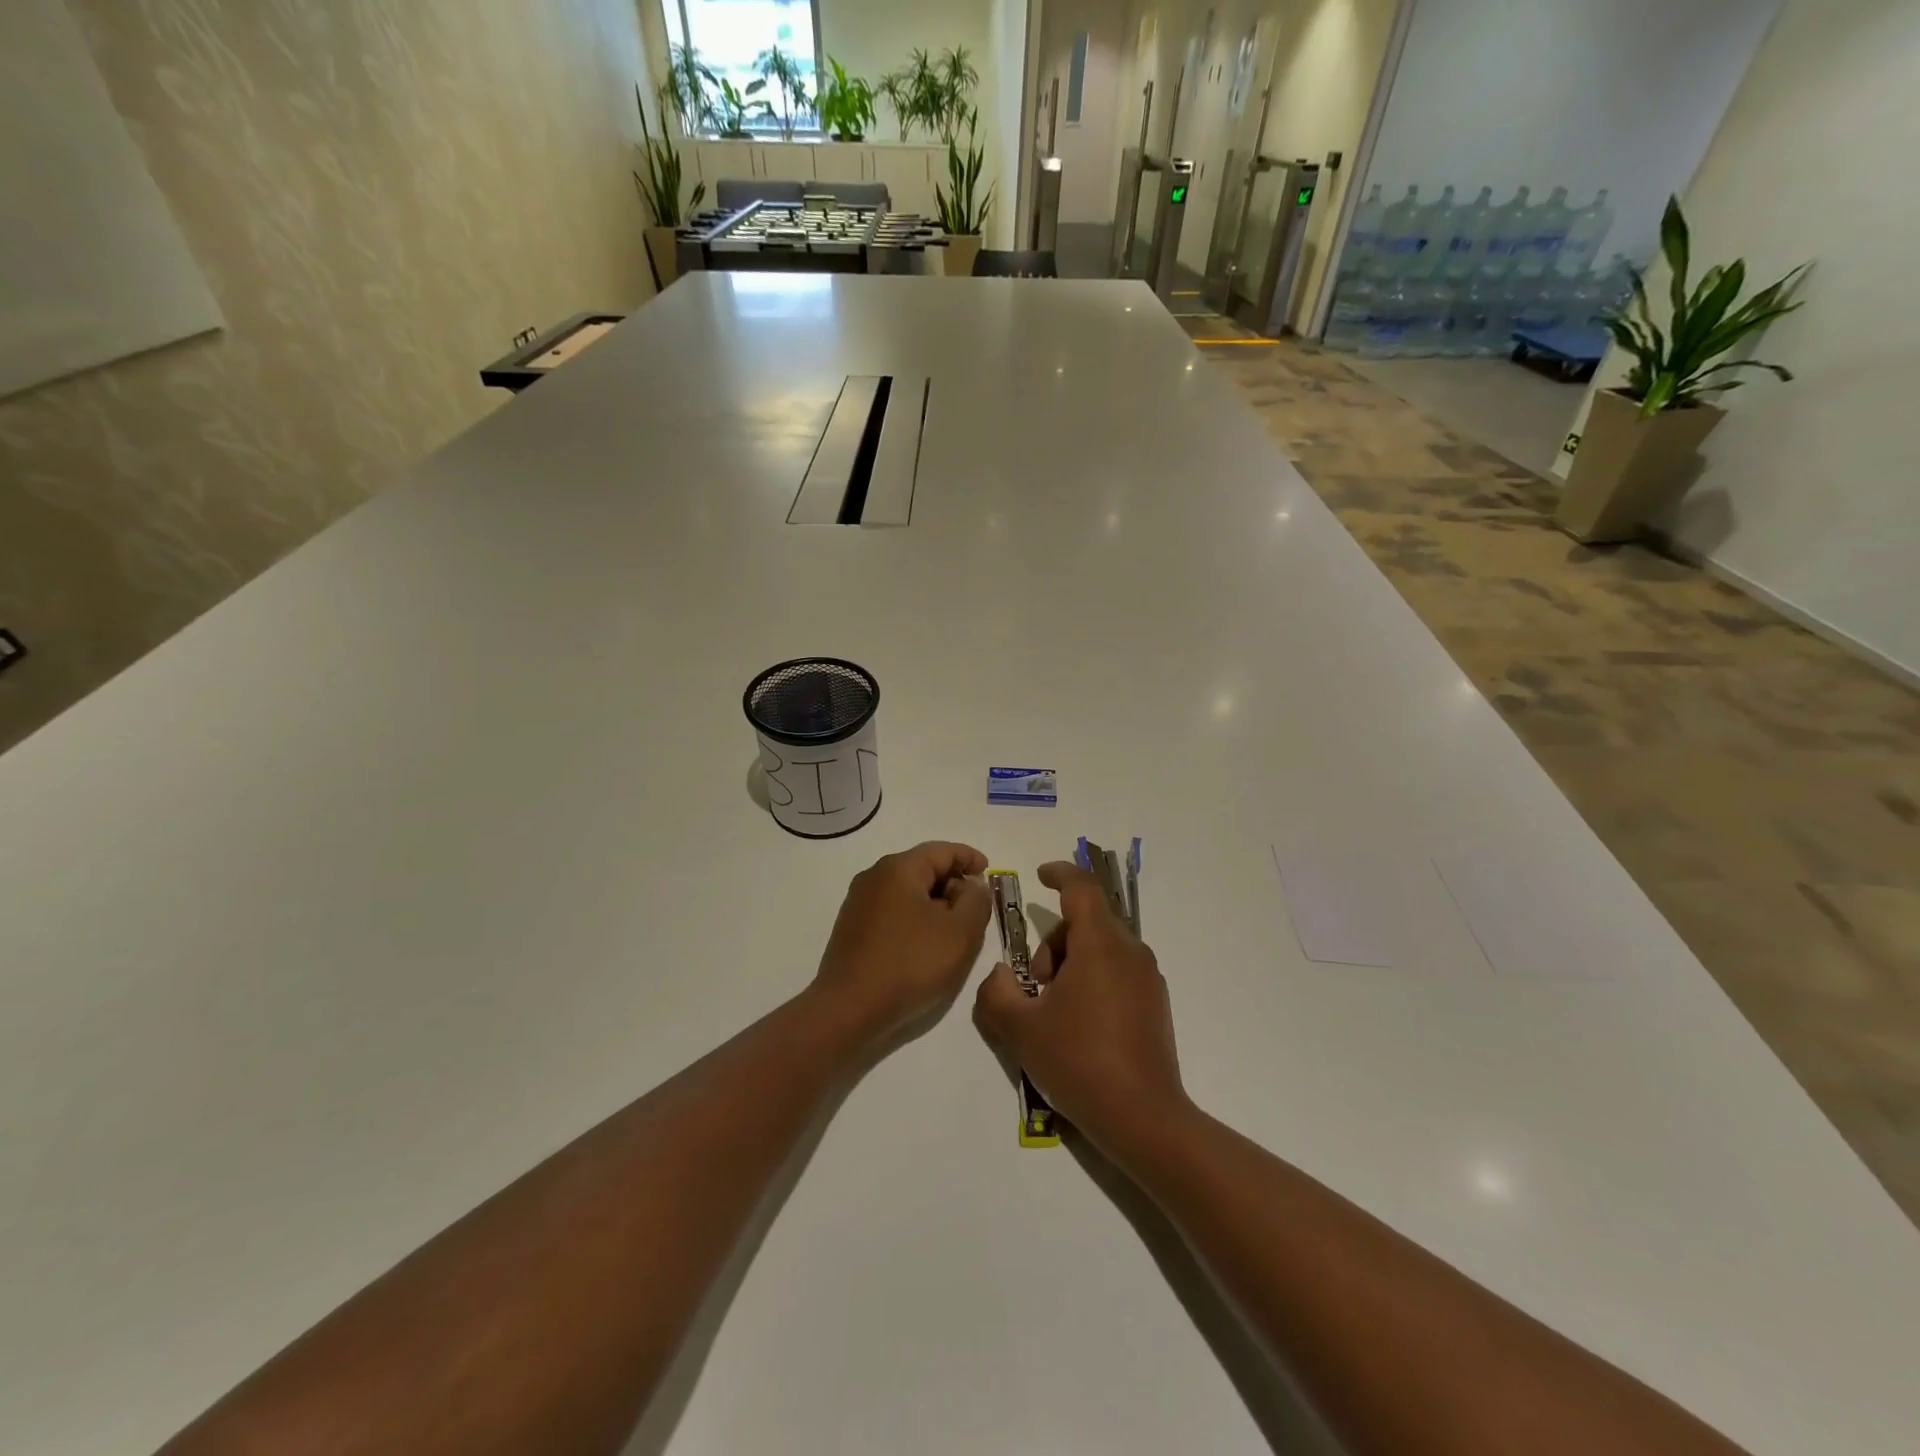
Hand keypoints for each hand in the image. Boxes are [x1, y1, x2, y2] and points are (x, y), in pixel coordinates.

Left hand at [814, 841, 991, 1044]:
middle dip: (953, 883)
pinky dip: (915, 918)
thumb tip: (972, 886)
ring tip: (954, 930)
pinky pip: (892, 911)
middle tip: (976, 909)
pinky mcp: (851, 928)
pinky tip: (925, 944)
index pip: (943, 850)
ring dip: (934, 904)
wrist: (848, 1009)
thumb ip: (976, 901)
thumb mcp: (960, 932)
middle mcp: (874, 876)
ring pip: (907, 891)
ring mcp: (858, 902)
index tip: (989, 873)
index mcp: (899, 868)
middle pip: (923, 868)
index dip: (970, 858)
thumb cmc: (910, 964)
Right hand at [973, 860, 1188, 1154]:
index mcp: (1101, 945)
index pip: (1081, 888)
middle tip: (1034, 984)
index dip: (1059, 874)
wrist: (1143, 1118)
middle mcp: (1130, 952)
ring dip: (1071, 962)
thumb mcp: (1020, 1029)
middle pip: (1087, 921)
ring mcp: (1148, 978)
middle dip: (1053, 941)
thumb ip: (997, 992)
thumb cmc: (1078, 1062)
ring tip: (1053, 1010)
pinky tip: (1078, 1024)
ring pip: (1102, 947)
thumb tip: (1000, 974)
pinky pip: (1117, 970)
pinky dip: (1092, 978)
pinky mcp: (1155, 1003)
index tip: (1040, 874)